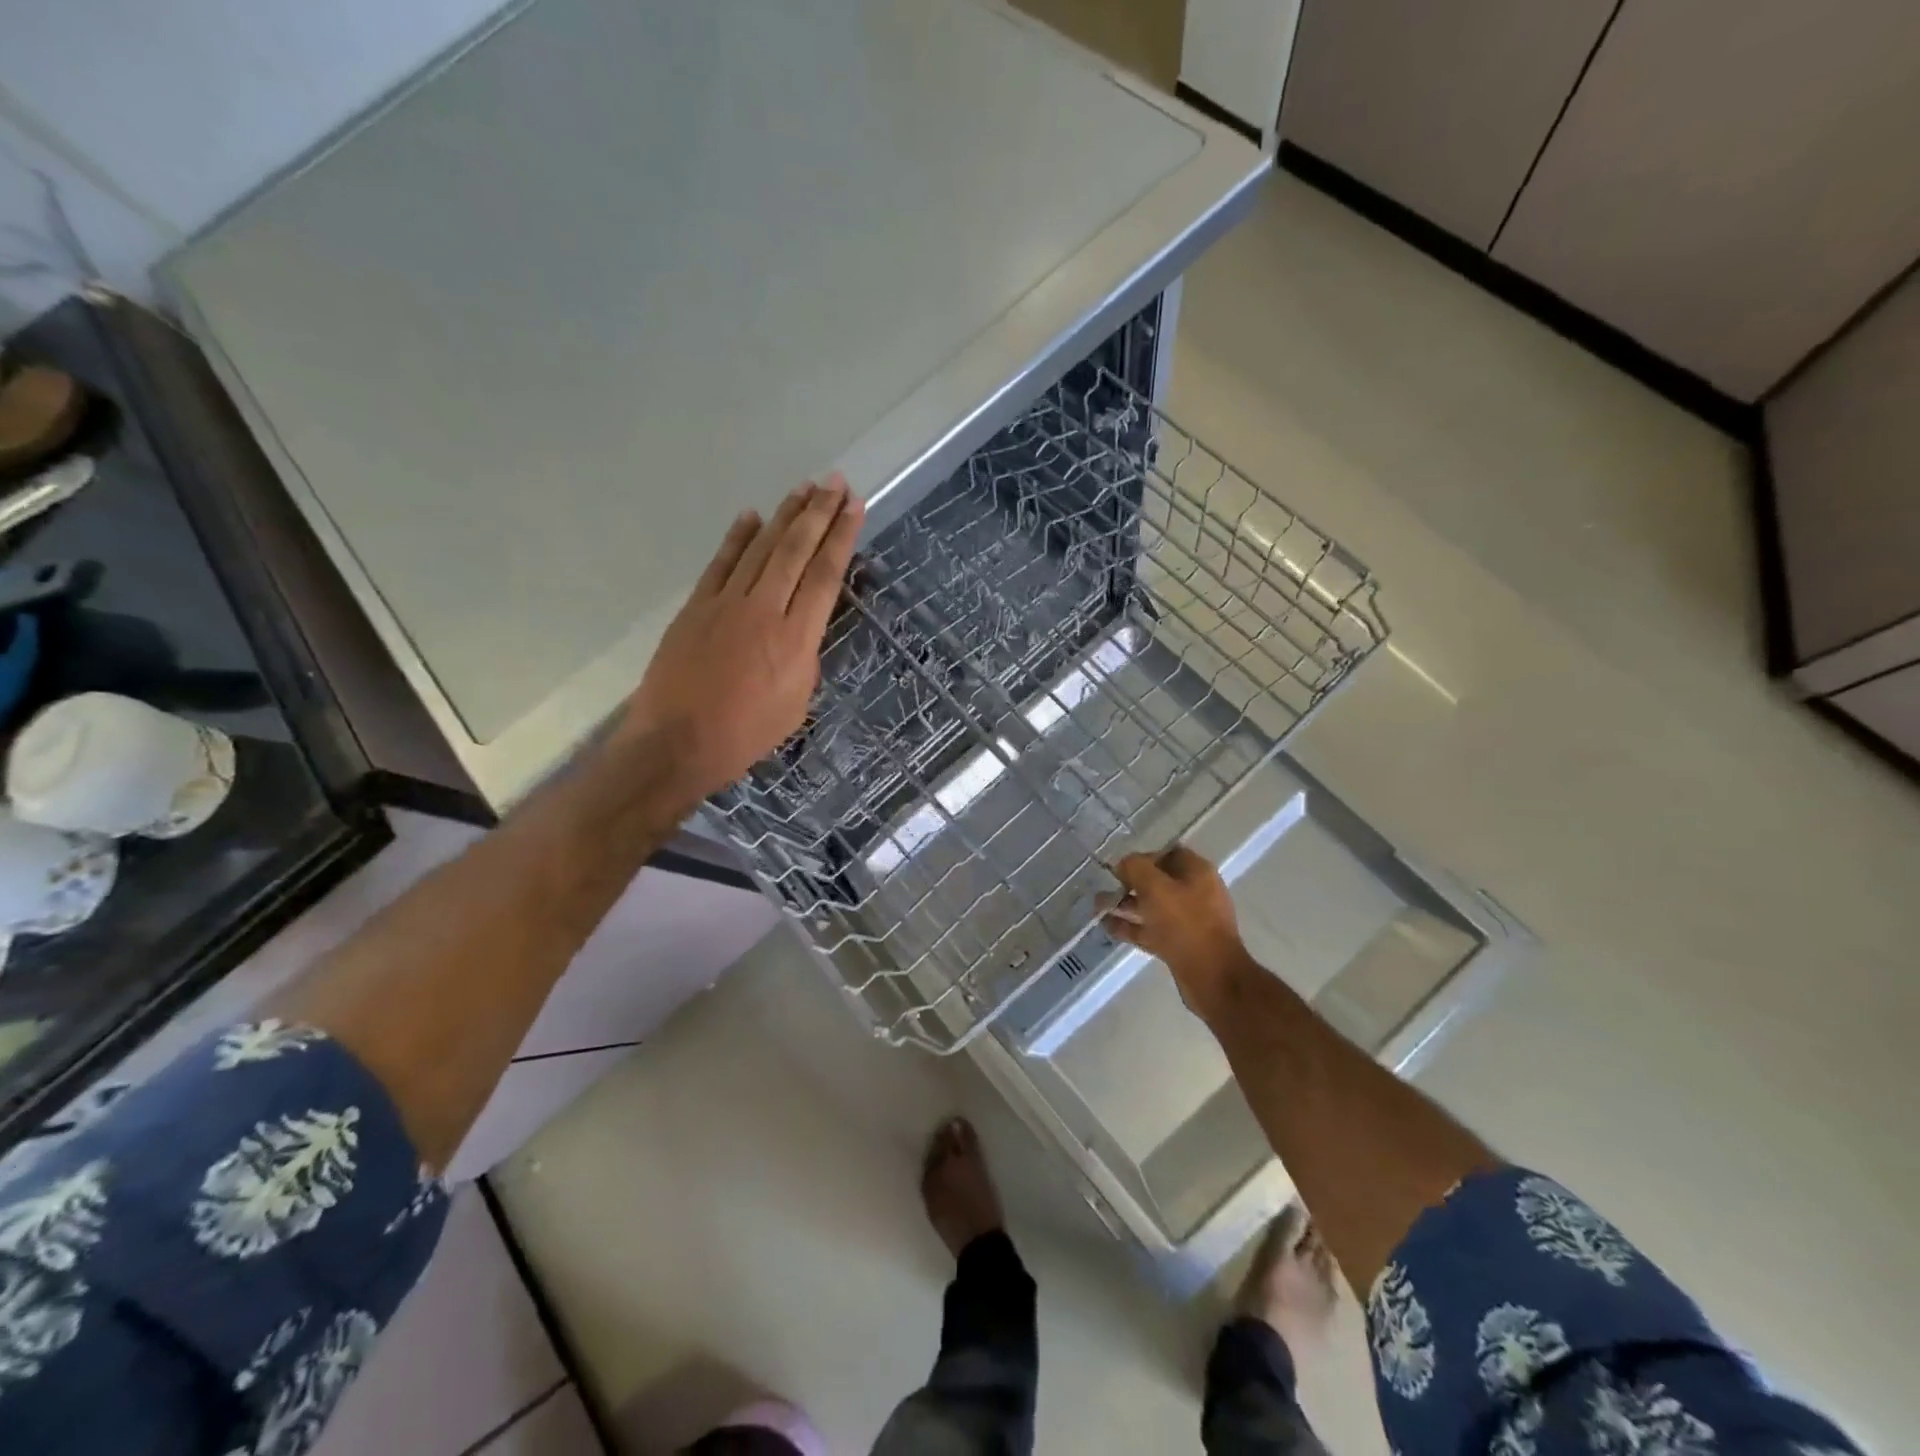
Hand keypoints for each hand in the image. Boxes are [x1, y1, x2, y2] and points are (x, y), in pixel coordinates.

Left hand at [623, 474, 862, 805]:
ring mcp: (726, 603)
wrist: (677, 742)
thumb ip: (805, 658)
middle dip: (818, 513)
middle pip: (796, 550)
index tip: (853, 507)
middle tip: (834, 481)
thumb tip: (801, 630)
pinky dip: (737, 538)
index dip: (841, 537)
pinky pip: (721, 563)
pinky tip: (752, 516)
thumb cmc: (745, 734)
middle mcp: (765, 610)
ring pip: (760, 548)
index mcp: (797, 638)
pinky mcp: (696, 607)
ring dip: (784, 516)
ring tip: (803, 489)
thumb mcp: (796, 703)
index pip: (826, 575)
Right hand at [1102, 845, 1248, 1014]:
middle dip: (1129, 884)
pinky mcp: (1180, 944)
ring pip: (1152, 907)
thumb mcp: (1155, 887)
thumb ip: (1135, 868)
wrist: (1212, 976)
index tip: (1120, 867)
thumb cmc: (1185, 923)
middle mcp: (1195, 892)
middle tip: (1105, 889)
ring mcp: (1188, 920)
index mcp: (1197, 872)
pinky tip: (1107, 927)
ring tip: (1097, 907)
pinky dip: (1131, 927)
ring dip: (1126, 906)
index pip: (1168, 853)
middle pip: (1158, 881)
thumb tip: (1124, 864)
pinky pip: (1151, 929)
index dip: (1142, 857)